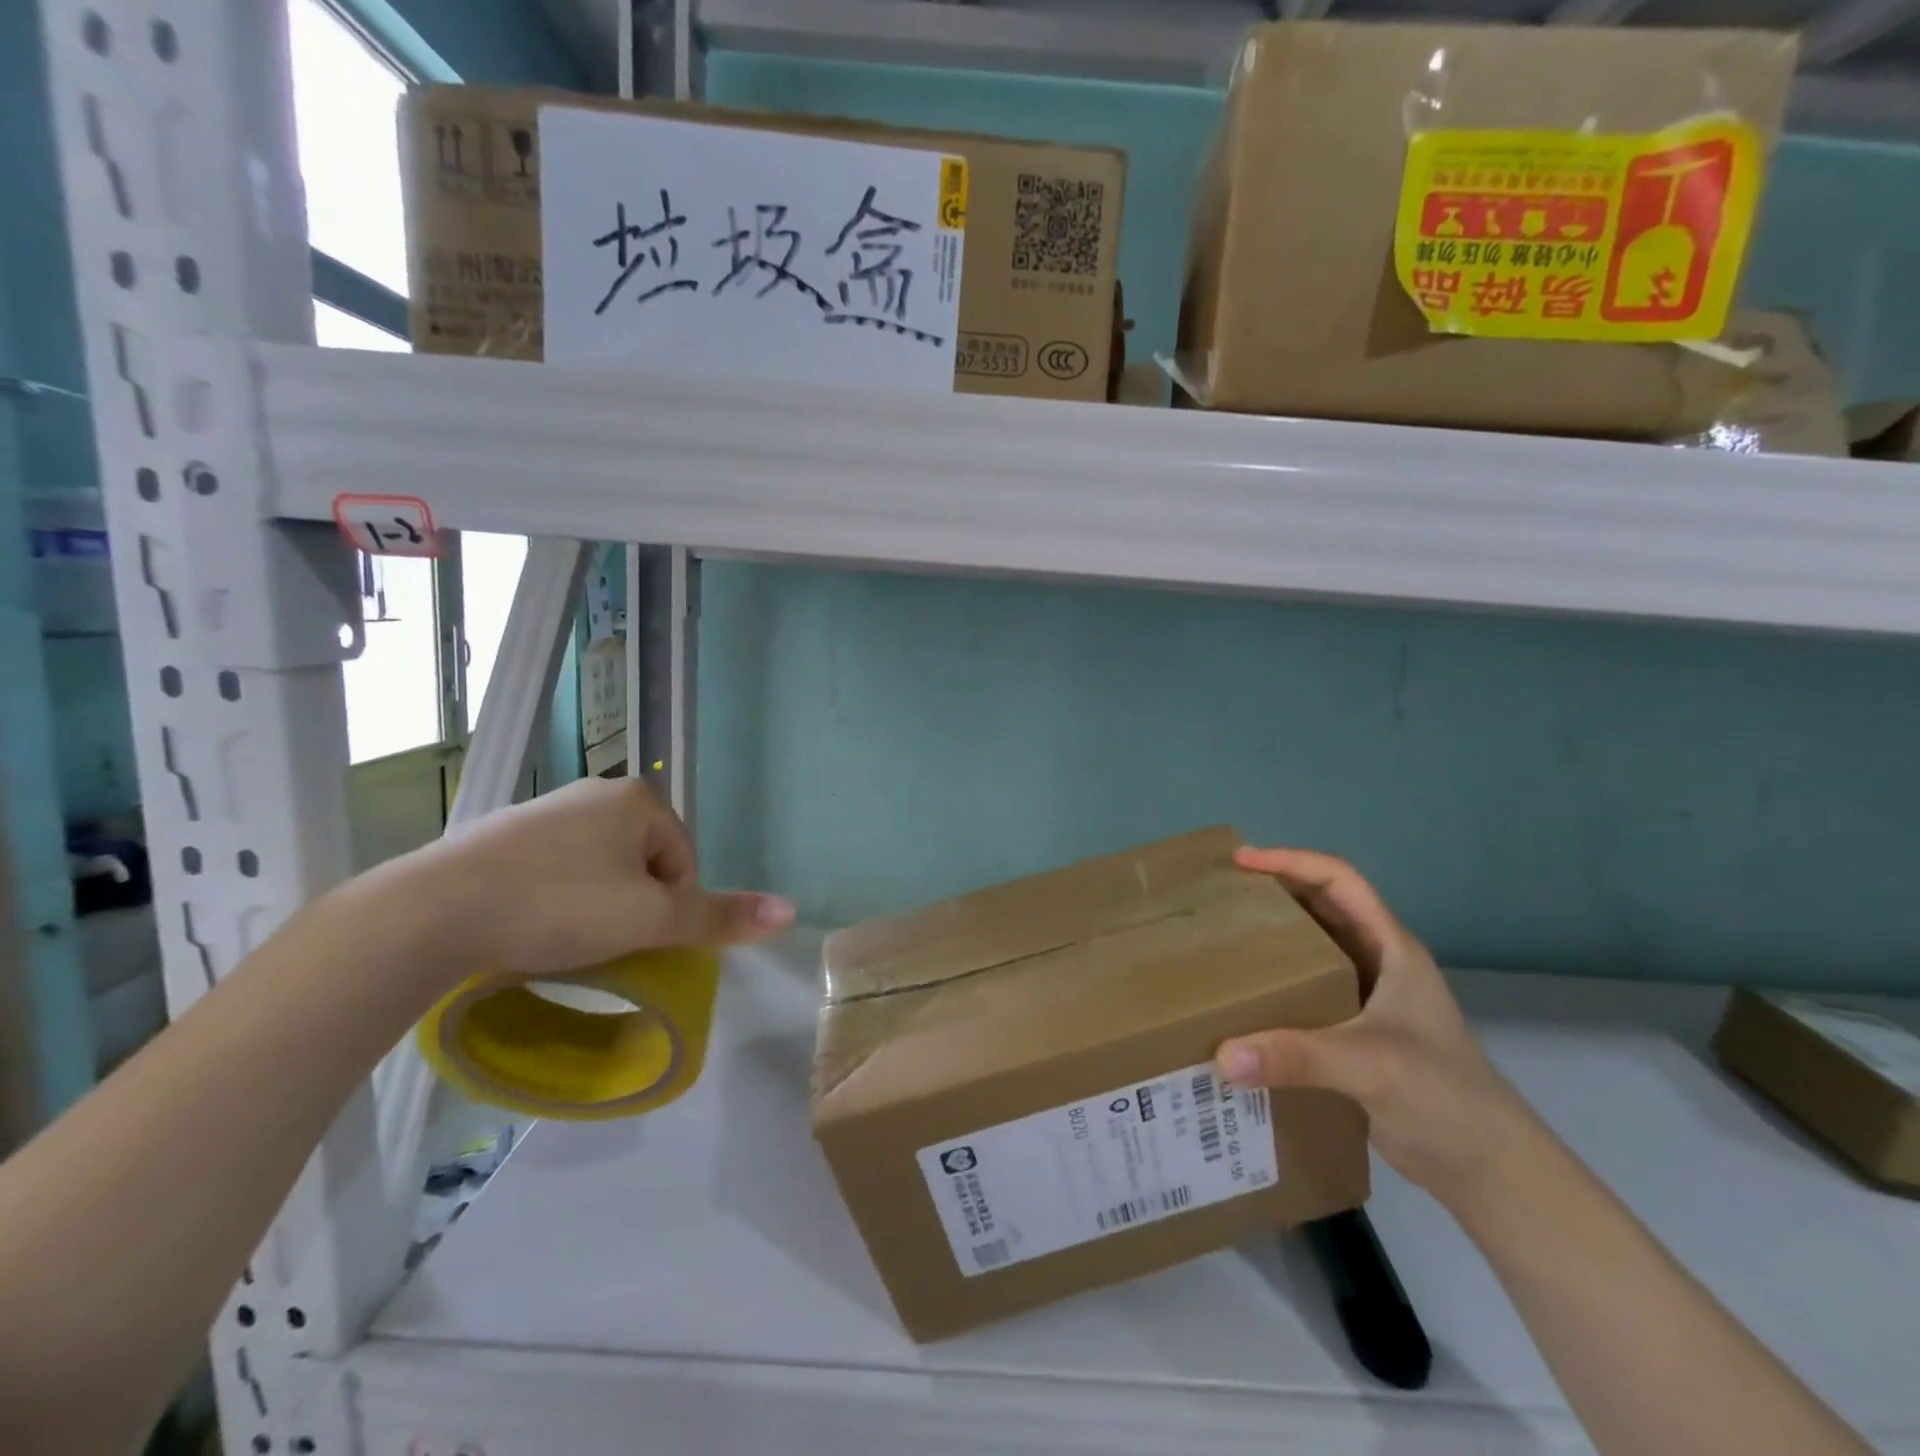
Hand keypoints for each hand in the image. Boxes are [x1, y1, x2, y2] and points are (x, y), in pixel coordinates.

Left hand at [400, 776, 792, 982]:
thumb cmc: (556, 907)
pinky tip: (530, 925)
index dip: (669, 909)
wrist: (429, 913)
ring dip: (597, 905)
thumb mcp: (649, 920)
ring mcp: (545, 809)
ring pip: (600, 868)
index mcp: (637, 799)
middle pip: (644, 864)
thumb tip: (792, 910)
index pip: (683, 862)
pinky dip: (556, 897)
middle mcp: (595, 792)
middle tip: (602, 943)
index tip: (635, 939)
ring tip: (565, 939)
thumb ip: (719, 917)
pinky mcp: (503, 834)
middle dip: (634, 906)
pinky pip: (556, 868)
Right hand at [1216, 847, 1535, 1207]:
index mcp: (1392, 949)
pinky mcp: (1351, 1033)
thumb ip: (1297, 1057)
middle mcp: (1377, 964)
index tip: (1242, 862)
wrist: (1489, 1171)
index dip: (1292, 861)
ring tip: (1222, 934)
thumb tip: (1222, 1056)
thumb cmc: (1444, 1097)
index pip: (1340, 881)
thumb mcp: (1371, 1065)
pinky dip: (1273, 982)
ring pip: (1311, 948)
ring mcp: (1366, 999)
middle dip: (1274, 892)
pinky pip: (1304, 990)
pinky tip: (1241, 996)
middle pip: (1321, 906)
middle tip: (1222, 893)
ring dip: (1271, 936)